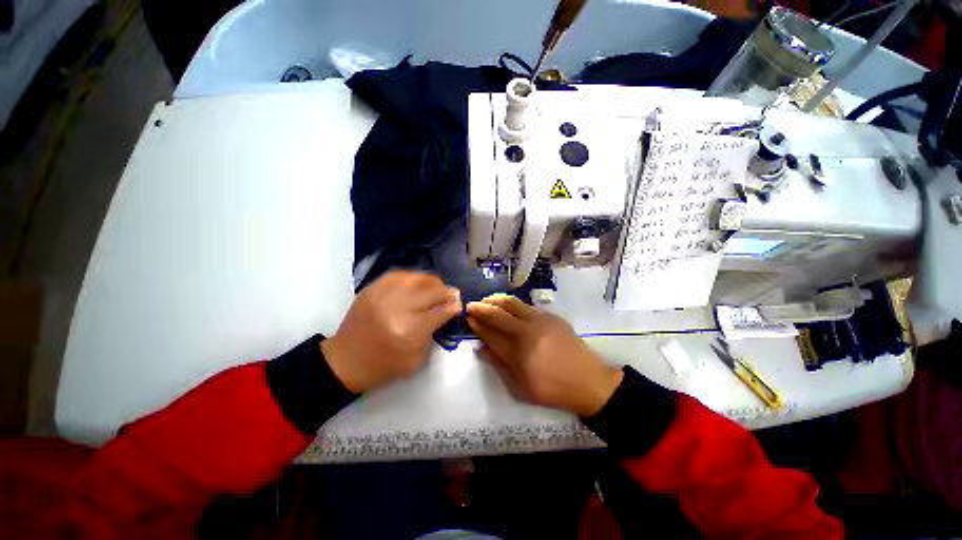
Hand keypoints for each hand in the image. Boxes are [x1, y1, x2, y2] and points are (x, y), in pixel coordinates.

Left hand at [322, 271, 461, 392]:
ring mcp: (382, 294)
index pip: (440, 311)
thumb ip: (435, 333)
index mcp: (409, 331)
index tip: (458, 304)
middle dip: (446, 291)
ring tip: (436, 288)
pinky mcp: (372, 288)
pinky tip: (418, 284)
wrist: (345, 361)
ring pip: (417, 277)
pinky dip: (414, 277)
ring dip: (432, 282)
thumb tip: (449, 309)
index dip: (453, 305)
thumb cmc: (383, 366)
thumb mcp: (416, 360)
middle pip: (431, 290)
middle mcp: (397, 308)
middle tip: (451, 295)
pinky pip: (399, 274)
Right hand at [466, 295, 622, 416]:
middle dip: (481, 308)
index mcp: (518, 352)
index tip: (468, 318)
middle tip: (471, 305)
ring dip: (496, 300)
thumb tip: (482, 348)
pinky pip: (526, 305)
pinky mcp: (550, 316)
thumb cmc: (553, 389)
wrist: (589, 380)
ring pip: (512, 303)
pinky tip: (508, 306)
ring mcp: (540, 320)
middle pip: (498, 314)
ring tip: (487, 300)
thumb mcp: (522, 387)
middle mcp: (526, 331)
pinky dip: (512, 303)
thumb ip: (500, 364)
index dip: (477, 324)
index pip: (491, 333)